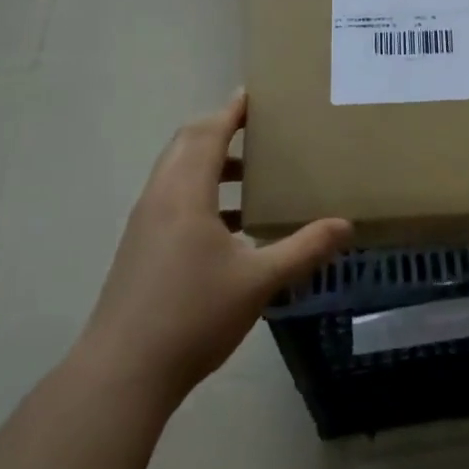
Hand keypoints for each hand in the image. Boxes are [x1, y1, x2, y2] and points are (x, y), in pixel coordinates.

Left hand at [77, 91, 351, 403]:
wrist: (122, 374)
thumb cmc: (192, 316)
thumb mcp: (259, 281)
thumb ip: (304, 248)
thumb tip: (347, 225)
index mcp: (184, 195)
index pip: (207, 134)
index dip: (231, 111)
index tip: (255, 94)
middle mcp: (159, 200)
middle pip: (186, 145)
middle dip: (220, 129)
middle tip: (259, 127)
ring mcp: (145, 226)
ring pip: (177, 174)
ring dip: (211, 163)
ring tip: (254, 175)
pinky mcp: (141, 250)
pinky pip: (173, 199)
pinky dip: (202, 193)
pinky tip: (233, 226)